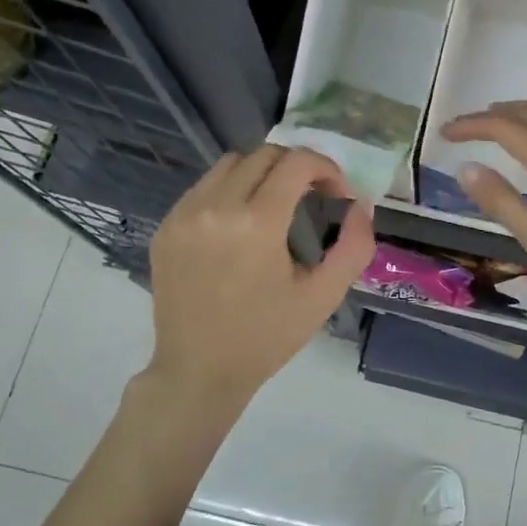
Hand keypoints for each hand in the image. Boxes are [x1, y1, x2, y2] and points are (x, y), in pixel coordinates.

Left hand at [145, 146, 374, 411]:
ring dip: (261, 174)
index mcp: (257, 222)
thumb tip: (360, 206)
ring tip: (275, 206)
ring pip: (230, 164)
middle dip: (296, 168)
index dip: (326, 169)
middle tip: (312, 197)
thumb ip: (354, 246)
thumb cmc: (267, 337)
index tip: (336, 195)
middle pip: (264, 154)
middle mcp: (216, 206)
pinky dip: (230, 191)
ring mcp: (184, 214)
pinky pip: (203, 187)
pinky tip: (240, 225)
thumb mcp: (323, 296)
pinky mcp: (166, 227)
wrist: (199, 371)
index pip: (297, 162)